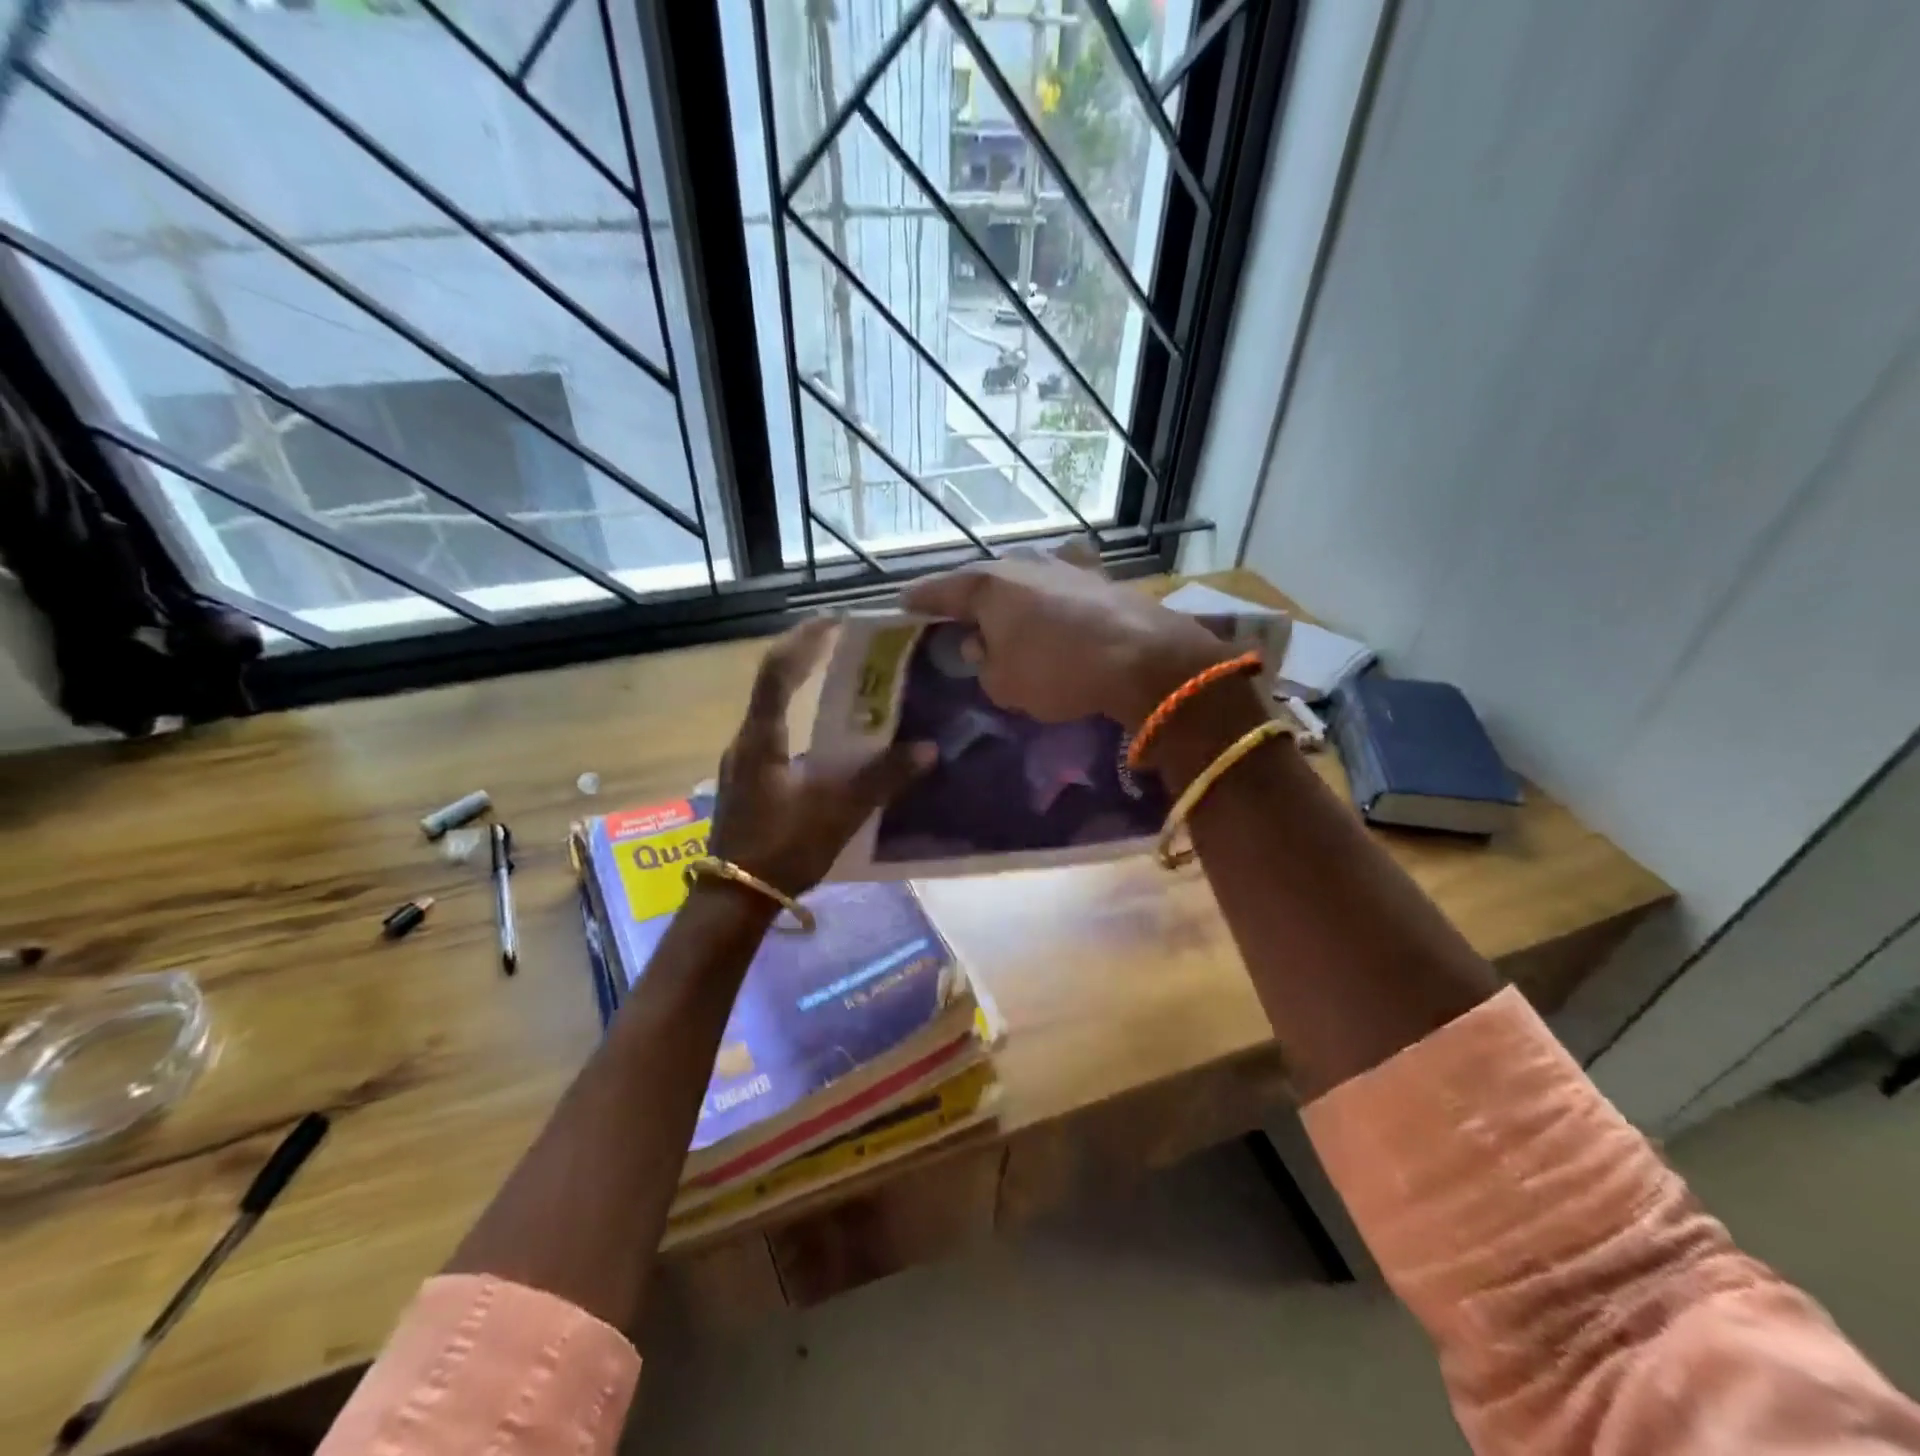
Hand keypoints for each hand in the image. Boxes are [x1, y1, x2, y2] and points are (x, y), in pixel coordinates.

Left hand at [707, 618, 934, 896]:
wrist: (734, 901)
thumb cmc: (781, 849)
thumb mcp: (837, 812)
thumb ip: (882, 779)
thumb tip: (927, 749)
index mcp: (761, 738)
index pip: (777, 670)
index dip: (805, 639)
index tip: (836, 619)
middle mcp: (747, 742)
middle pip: (775, 687)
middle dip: (810, 663)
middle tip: (850, 651)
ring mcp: (745, 765)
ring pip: (777, 715)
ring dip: (808, 696)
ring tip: (848, 692)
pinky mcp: (751, 785)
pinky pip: (779, 741)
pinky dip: (806, 728)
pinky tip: (833, 746)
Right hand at [901, 553, 1228, 727]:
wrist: (1144, 657)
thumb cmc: (1058, 671)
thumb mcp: (1004, 684)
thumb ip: (984, 664)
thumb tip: (984, 646)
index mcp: (988, 585)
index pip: (941, 589)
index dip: (920, 599)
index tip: (903, 603)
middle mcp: (1023, 564)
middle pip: (985, 580)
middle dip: (970, 598)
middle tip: (957, 615)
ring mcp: (1065, 566)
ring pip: (1024, 580)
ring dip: (1012, 598)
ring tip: (1006, 618)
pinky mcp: (1099, 579)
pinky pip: (1058, 589)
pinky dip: (1048, 603)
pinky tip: (1053, 613)